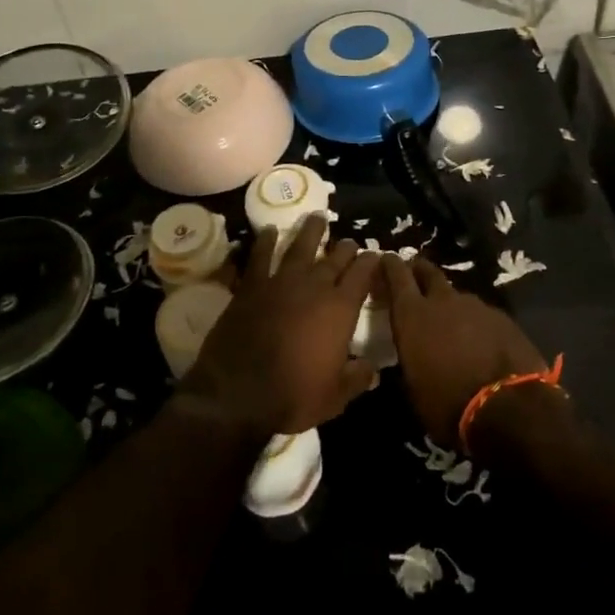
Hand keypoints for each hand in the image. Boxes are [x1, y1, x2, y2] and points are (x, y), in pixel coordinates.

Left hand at [178, 215, 380, 436]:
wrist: (239, 392)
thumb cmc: (293, 396)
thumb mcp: (335, 397)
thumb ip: (357, 379)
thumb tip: (373, 369)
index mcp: (339, 310)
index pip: (362, 275)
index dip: (370, 262)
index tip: (375, 254)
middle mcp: (314, 287)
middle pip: (334, 258)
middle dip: (345, 247)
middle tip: (351, 241)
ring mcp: (281, 282)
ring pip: (299, 247)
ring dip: (310, 231)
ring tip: (317, 217)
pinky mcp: (252, 286)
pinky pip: (260, 256)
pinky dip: (265, 242)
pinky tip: (268, 231)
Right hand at [382, 254, 549, 448]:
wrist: (509, 408)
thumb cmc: (448, 404)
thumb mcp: (413, 388)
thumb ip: (409, 358)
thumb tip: (412, 353)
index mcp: (412, 315)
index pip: (396, 275)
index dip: (390, 265)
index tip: (386, 259)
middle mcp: (442, 301)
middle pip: (427, 272)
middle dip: (418, 271)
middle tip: (414, 277)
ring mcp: (475, 305)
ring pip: (456, 295)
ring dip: (450, 304)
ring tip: (451, 322)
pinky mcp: (502, 317)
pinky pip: (481, 313)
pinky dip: (475, 322)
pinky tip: (480, 341)